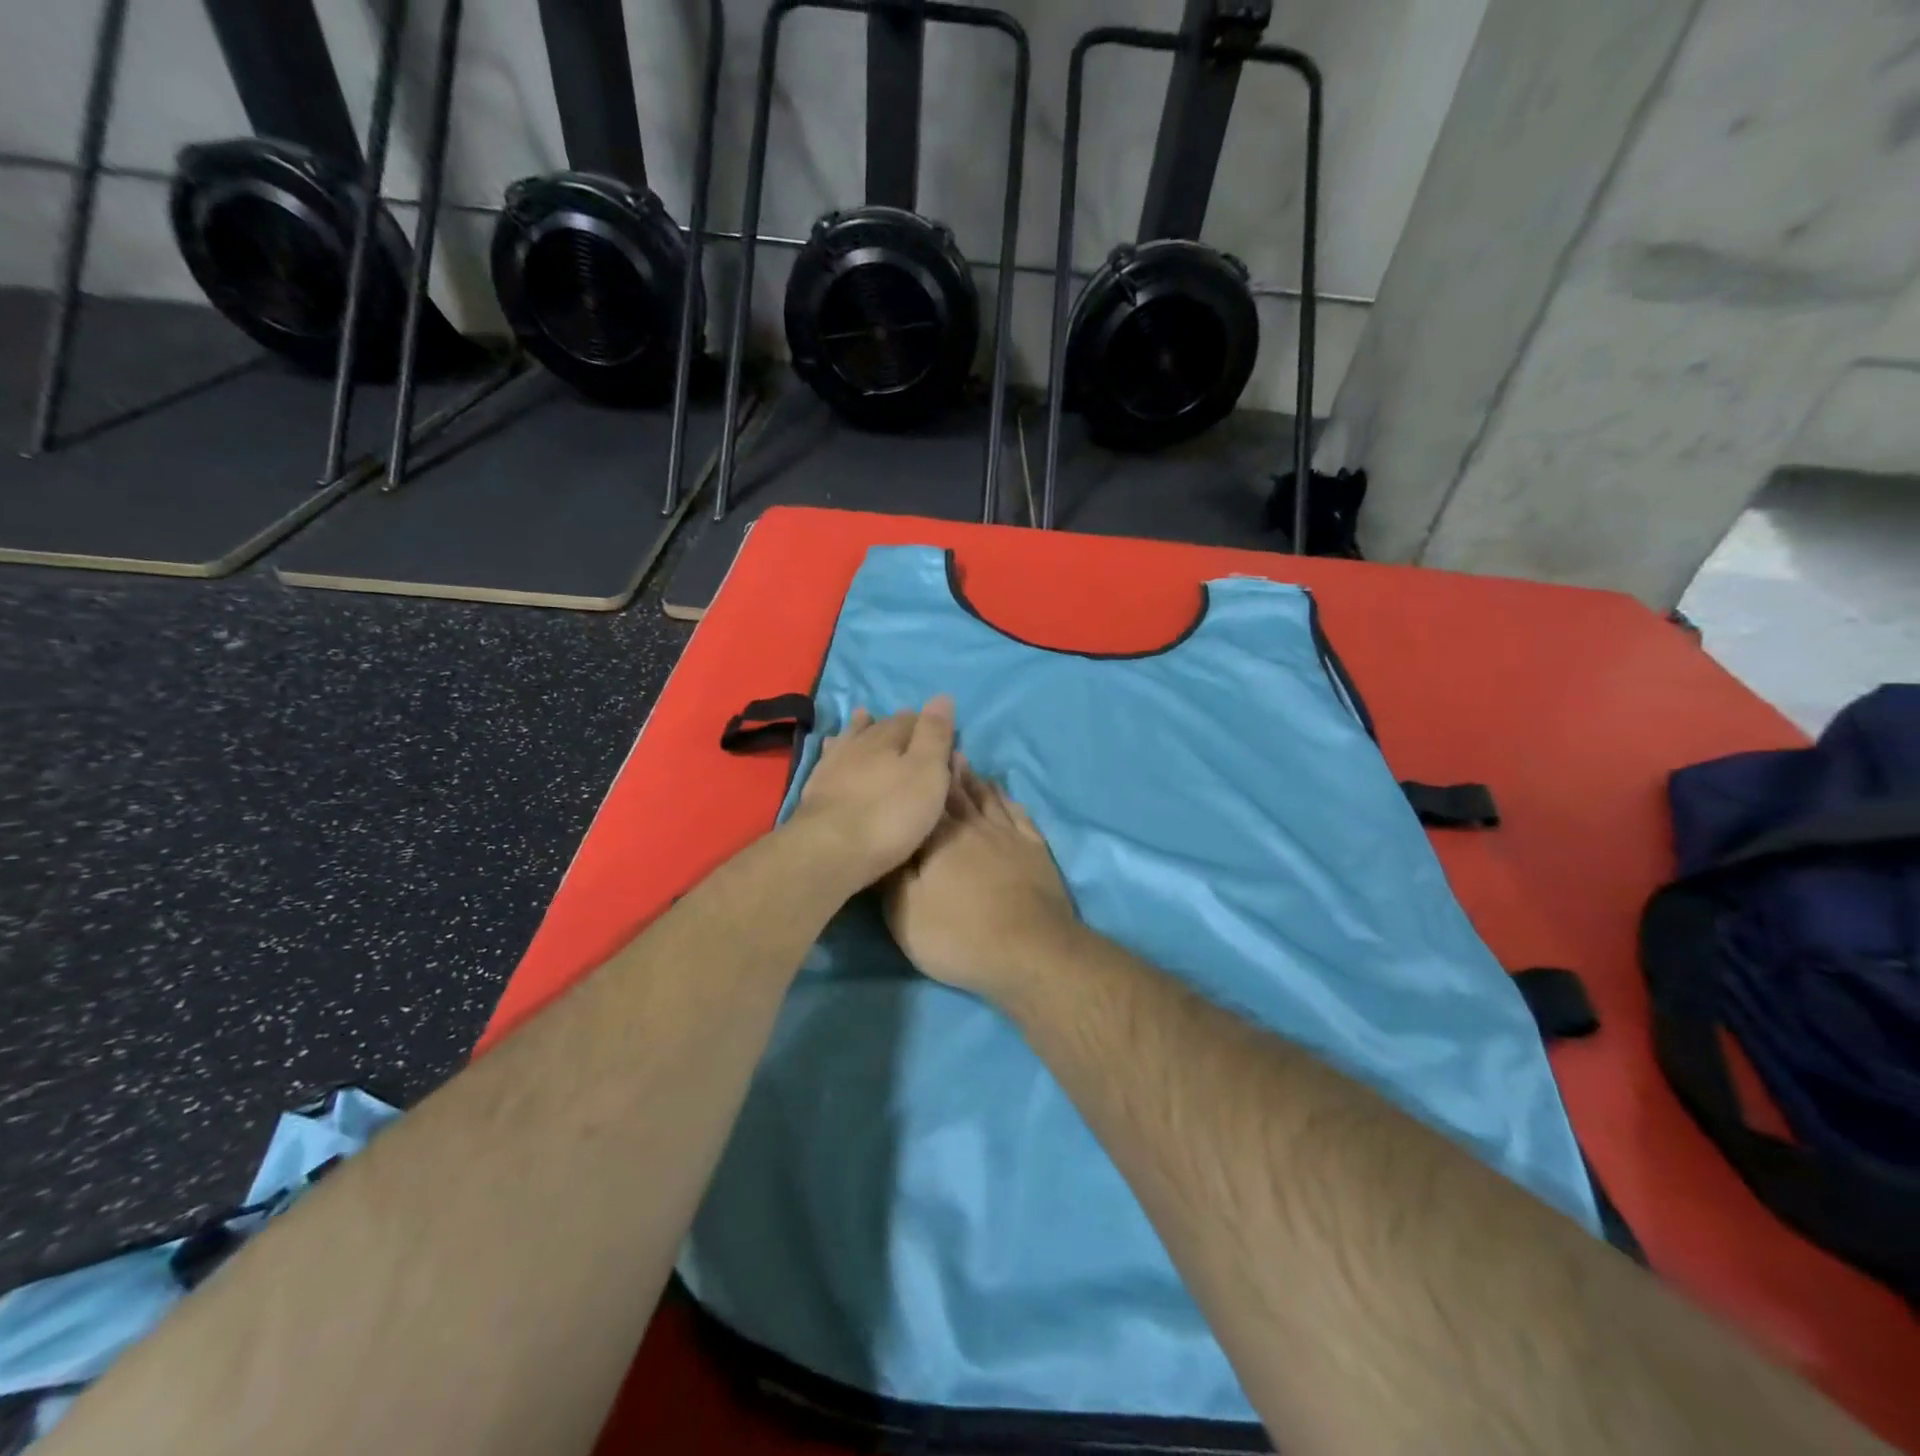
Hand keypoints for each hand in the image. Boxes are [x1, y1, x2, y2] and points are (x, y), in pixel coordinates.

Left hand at [788, 697, 956, 889]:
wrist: (830, 850)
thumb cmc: (890, 814)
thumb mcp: (927, 774)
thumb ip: (935, 736)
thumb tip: (942, 696)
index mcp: (889, 738)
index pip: (912, 720)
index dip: (928, 725)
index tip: (941, 733)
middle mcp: (859, 744)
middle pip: (881, 728)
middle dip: (897, 726)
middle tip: (910, 728)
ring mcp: (833, 765)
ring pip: (851, 738)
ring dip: (861, 729)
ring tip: (865, 718)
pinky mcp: (816, 789)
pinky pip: (829, 758)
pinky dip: (836, 749)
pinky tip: (832, 748)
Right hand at [882, 763, 1078, 1000]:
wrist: (1029, 951)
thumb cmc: (958, 934)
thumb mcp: (905, 913)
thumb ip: (892, 873)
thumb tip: (884, 840)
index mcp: (938, 838)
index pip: (924, 799)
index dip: (918, 776)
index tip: (911, 753)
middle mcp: (973, 826)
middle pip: (957, 792)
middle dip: (945, 769)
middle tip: (938, 746)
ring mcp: (1008, 835)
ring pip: (986, 798)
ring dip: (973, 778)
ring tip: (963, 760)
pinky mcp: (1034, 850)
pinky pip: (1018, 814)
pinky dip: (1007, 799)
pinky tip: (1002, 793)